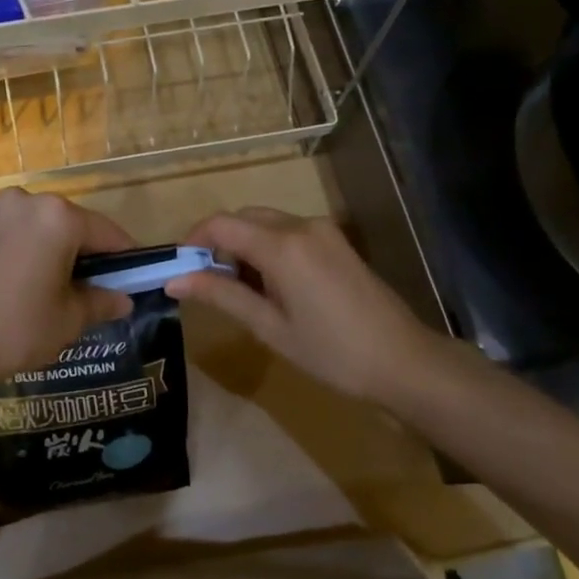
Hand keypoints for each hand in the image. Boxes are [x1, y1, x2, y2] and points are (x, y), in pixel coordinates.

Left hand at [0, 189, 136, 405]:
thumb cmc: (17, 330)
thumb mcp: (68, 320)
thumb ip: (102, 302)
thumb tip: (124, 299)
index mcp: (57, 217)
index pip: (104, 232)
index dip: (123, 255)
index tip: (132, 274)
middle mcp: (25, 201)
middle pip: (68, 222)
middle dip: (82, 249)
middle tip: (89, 284)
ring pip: (35, 224)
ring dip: (48, 246)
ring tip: (47, 283)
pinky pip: (6, 230)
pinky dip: (17, 247)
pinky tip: (13, 279)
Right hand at [164, 208, 445, 402]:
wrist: (403, 361)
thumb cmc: (331, 352)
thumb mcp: (269, 327)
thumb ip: (221, 295)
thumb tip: (175, 280)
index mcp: (282, 246)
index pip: (221, 224)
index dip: (193, 241)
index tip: (180, 270)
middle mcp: (301, 225)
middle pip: (243, 218)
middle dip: (219, 244)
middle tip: (208, 285)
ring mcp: (323, 230)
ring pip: (266, 223)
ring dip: (244, 245)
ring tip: (240, 291)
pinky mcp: (336, 241)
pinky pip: (289, 231)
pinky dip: (268, 248)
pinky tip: (272, 286)